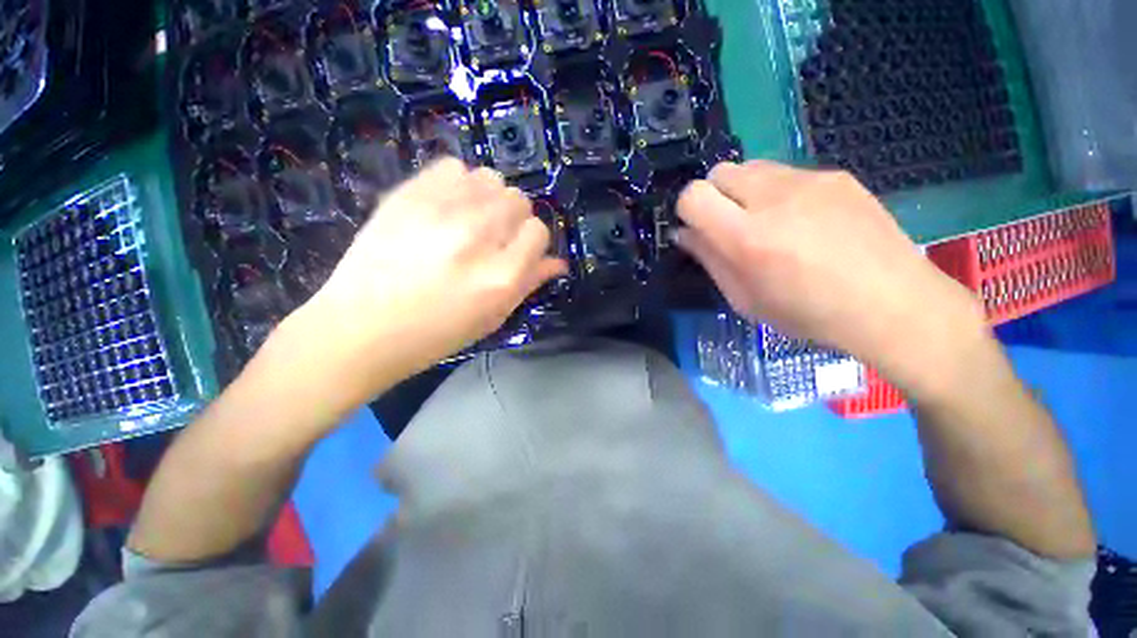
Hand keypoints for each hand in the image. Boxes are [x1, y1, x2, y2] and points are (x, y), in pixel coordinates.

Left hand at [293, 158, 565, 399]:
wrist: (360, 327)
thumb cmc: (435, 334)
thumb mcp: (492, 317)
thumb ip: (529, 284)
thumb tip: (558, 262)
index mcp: (500, 276)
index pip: (538, 232)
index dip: (532, 241)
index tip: (518, 251)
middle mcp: (477, 238)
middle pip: (518, 201)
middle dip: (513, 219)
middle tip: (492, 238)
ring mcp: (441, 212)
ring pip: (491, 179)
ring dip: (488, 198)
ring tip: (470, 219)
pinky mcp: (408, 195)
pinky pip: (453, 167)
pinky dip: (458, 183)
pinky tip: (446, 206)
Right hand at [676, 161, 988, 398]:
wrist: (893, 304)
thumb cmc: (808, 313)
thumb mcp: (745, 299)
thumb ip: (710, 260)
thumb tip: (683, 233)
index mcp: (748, 238)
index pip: (694, 195)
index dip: (688, 210)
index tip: (698, 229)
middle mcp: (774, 198)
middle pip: (719, 172)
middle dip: (714, 196)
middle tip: (730, 226)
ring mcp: (809, 181)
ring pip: (751, 167)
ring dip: (744, 191)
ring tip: (767, 222)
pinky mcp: (836, 175)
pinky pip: (786, 173)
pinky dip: (777, 192)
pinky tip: (802, 221)